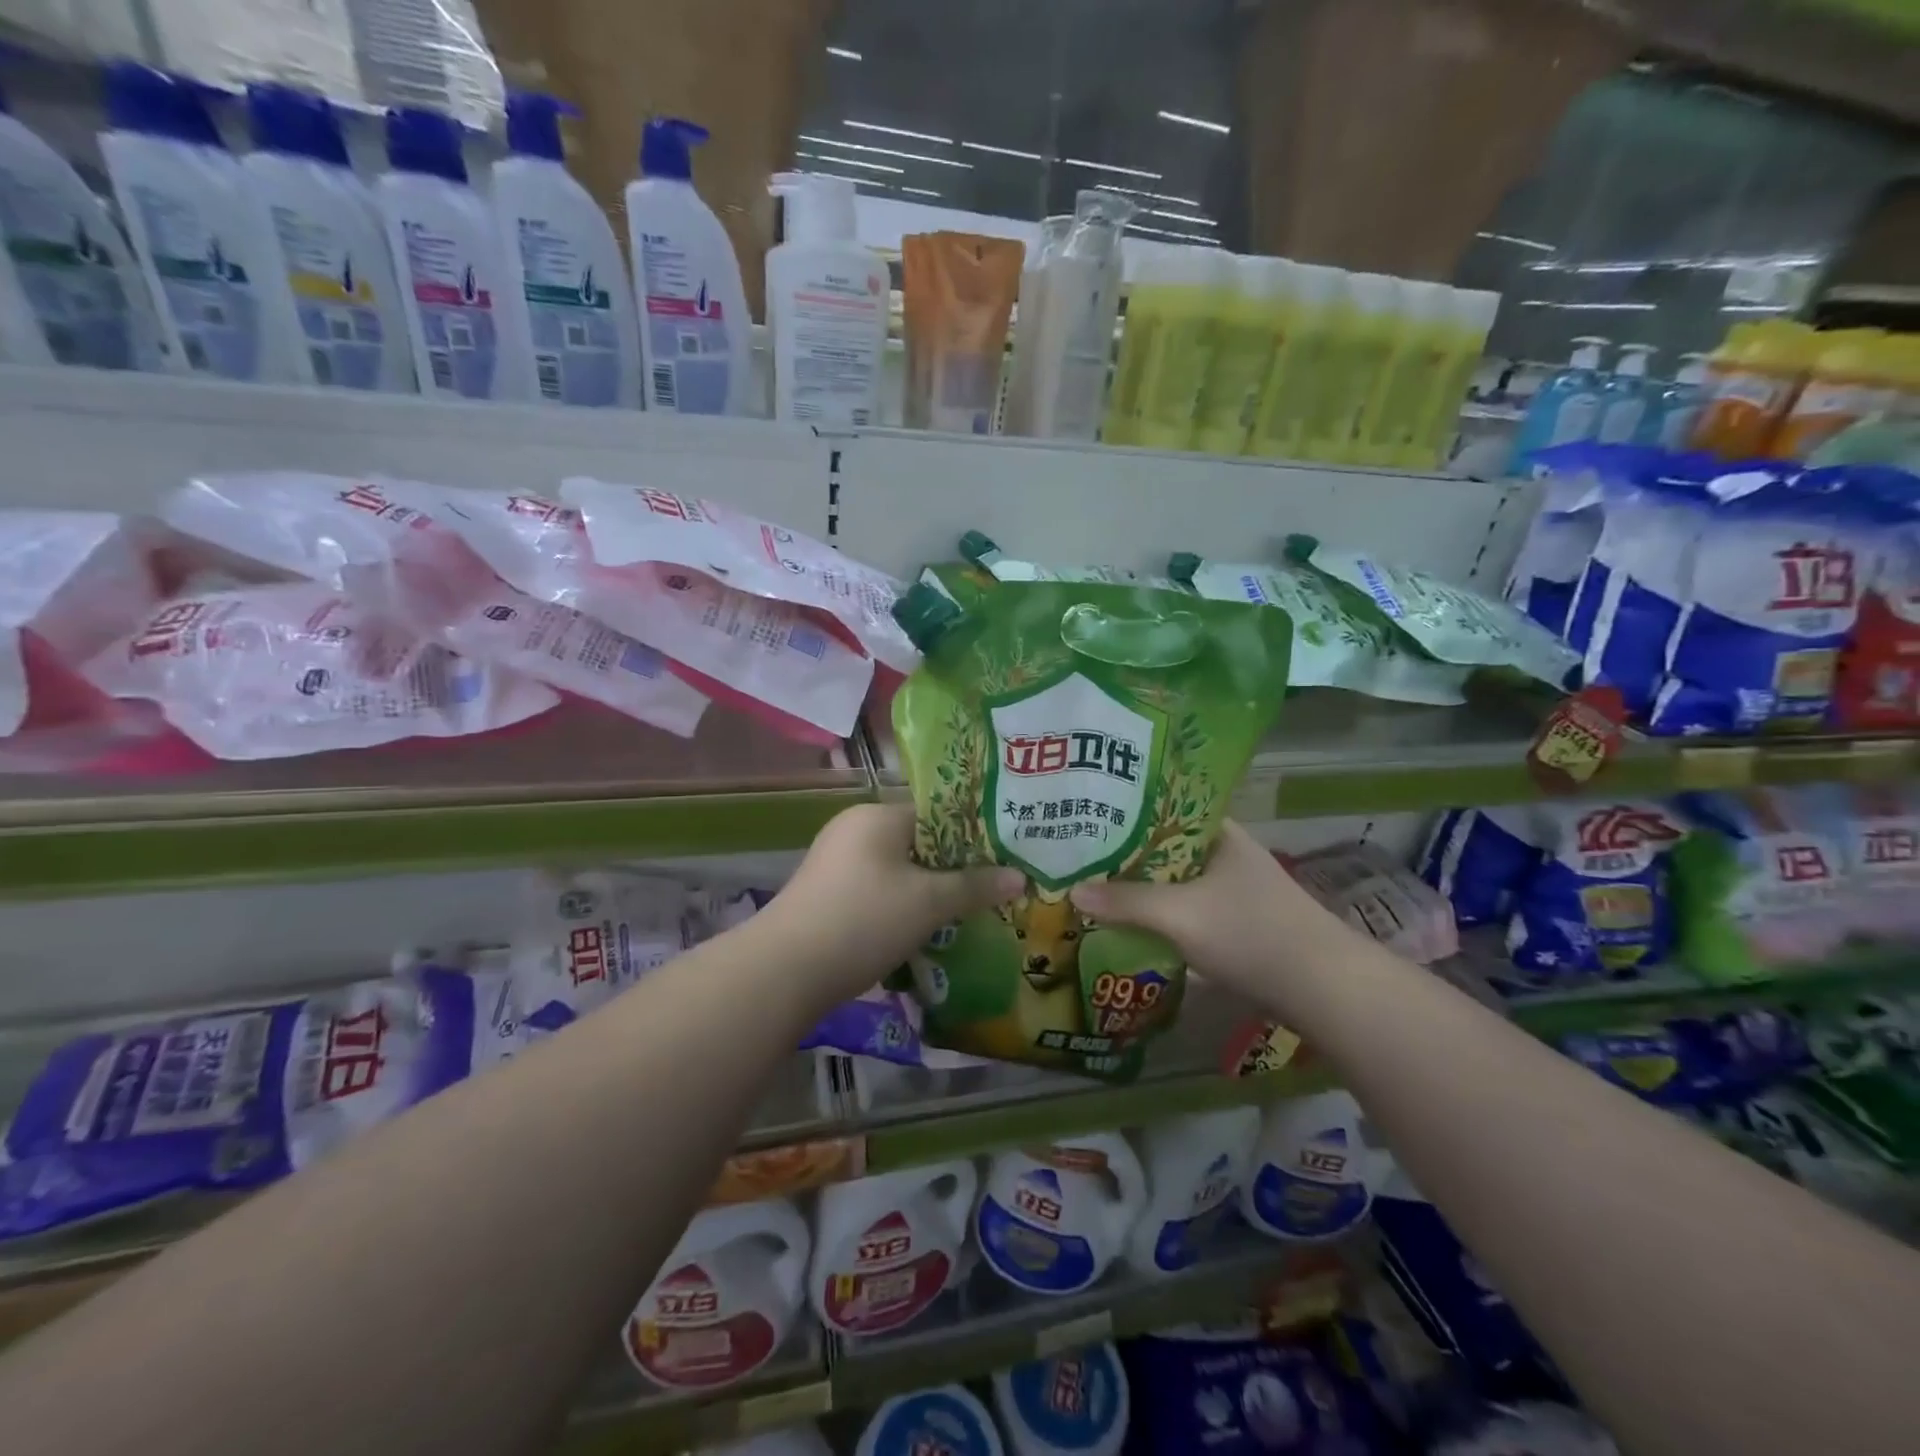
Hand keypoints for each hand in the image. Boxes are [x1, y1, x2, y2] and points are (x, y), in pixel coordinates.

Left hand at [760, 802, 1023, 1004]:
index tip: (1004, 856)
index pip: (937, 812)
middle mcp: (855, 828)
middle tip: (991, 887)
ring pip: (898, 868)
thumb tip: (1021, 877)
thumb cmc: (865, 920)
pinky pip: (878, 888)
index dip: (974, 834)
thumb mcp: (929, 903)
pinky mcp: (827, 892)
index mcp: (878, 815)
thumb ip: (976, 886)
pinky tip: (923, 928)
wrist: (786, 970)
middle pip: (918, 840)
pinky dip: (902, 903)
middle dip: (953, 866)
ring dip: (929, 888)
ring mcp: (836, 861)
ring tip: (965, 911)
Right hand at [1068, 821, 1351, 1008]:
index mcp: (1219, 834)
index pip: (1164, 807)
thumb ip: (1125, 902)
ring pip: (1175, 879)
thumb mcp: (1180, 914)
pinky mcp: (1236, 923)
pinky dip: (1160, 911)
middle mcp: (1226, 854)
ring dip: (1142, 885)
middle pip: (1165, 846)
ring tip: (1095, 885)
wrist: (1323, 989)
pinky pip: (1186, 907)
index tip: (1088, 817)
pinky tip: (1131, 921)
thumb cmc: (1251, 933)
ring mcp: (1234, 890)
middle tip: (1080, 855)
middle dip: (1126, 853)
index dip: (1125, 810)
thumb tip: (1073, 891)